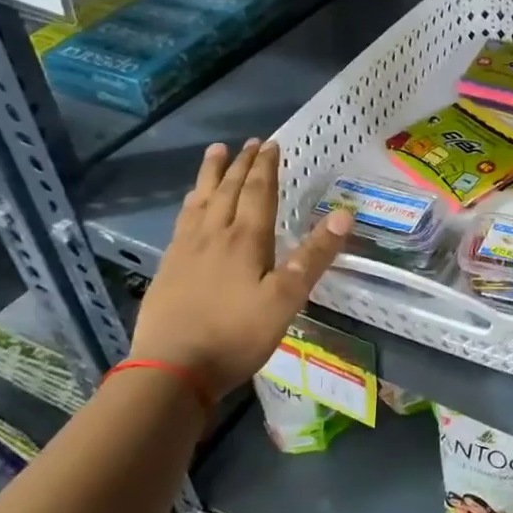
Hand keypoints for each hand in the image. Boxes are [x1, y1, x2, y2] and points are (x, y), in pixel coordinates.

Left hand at [128, 140, 352, 399]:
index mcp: (245, 239)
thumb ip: (314, 256)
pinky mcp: (168, 268)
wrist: (171, 370)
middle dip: (241, 164)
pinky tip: (191, 205)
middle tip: (249, 142)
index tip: (272, 144)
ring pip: (201, 201)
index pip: (258, 193)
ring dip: (211, 175)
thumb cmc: (236, 335)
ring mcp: (186, 251)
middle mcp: (214, 235)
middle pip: (227, 190)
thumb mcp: (286, 298)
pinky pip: (183, 221)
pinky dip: (191, 203)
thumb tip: (344, 214)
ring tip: (216, 153)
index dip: (266, 168)